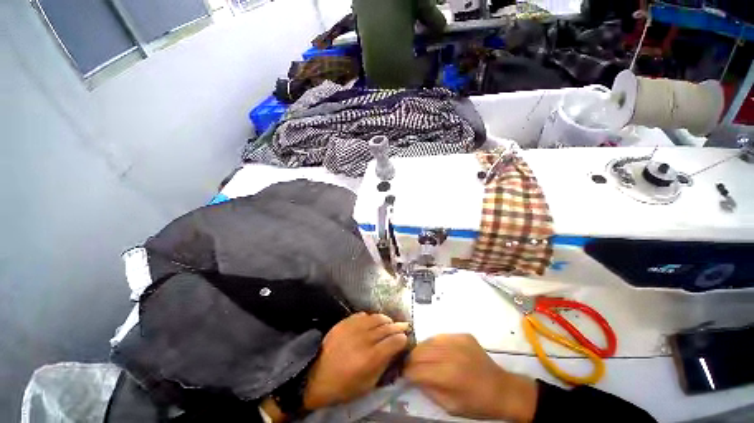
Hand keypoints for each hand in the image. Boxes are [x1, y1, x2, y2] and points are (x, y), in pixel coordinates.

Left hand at [303, 312, 409, 410]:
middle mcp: (364, 338)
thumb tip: (395, 349)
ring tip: (390, 322)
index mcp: (371, 357)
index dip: (402, 339)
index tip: (406, 339)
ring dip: (386, 320)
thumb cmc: (344, 386)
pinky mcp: (344, 322)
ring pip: (376, 317)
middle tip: (404, 326)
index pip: (394, 341)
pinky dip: (371, 317)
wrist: (317, 377)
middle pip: (387, 327)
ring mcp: (353, 328)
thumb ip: (384, 365)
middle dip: (398, 327)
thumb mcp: (368, 384)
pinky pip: (362, 315)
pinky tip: (373, 321)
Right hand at [405, 334, 538, 422]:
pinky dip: (434, 344)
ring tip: (419, 357)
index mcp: (448, 375)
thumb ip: (429, 390)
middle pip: (420, 351)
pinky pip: (441, 336)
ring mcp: (457, 341)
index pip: (417, 369)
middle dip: (411, 359)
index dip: (407, 372)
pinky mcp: (463, 335)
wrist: (502, 389)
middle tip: (409, 365)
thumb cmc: (476, 403)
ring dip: (421, 349)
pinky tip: (436, 351)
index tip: (403, 374)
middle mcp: (451, 353)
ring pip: (429, 340)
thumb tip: (414, 377)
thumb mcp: (450, 407)